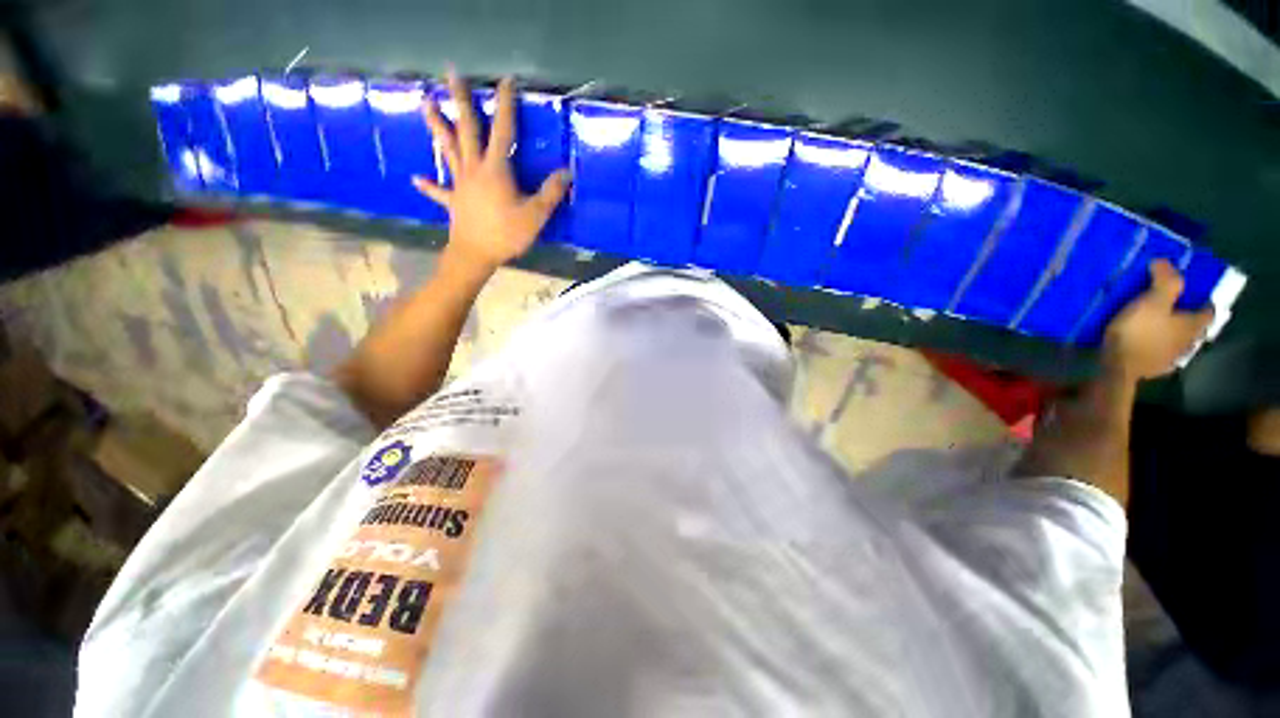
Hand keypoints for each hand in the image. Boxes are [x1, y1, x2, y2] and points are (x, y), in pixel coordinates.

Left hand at [413, 72, 570, 272]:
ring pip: (447, 148)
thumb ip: (550, 193)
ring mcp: (460, 183)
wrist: (475, 254)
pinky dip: (428, 184)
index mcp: (496, 169)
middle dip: (460, 99)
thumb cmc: (506, 234)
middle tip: (451, 73)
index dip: (505, 105)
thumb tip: (567, 171)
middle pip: (467, 128)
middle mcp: (474, 168)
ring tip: (425, 102)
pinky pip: (439, 190)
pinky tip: (416, 178)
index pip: (503, 130)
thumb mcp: (535, 215)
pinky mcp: (453, 201)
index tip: (506, 80)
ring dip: (437, 126)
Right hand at [1102, 259, 1213, 380]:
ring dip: (1173, 336)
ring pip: (1179, 343)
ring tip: (1159, 329)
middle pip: (1194, 329)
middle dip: (1188, 321)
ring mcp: (1171, 358)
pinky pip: (1160, 355)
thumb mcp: (1153, 301)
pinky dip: (1157, 349)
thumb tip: (1166, 261)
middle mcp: (1189, 342)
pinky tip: (1147, 347)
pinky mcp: (1154, 368)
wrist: (1119, 367)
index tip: (1197, 296)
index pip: (1208, 311)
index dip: (1204, 302)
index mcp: (1193, 325)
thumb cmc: (1139, 331)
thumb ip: (1165, 280)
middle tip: (1175, 311)